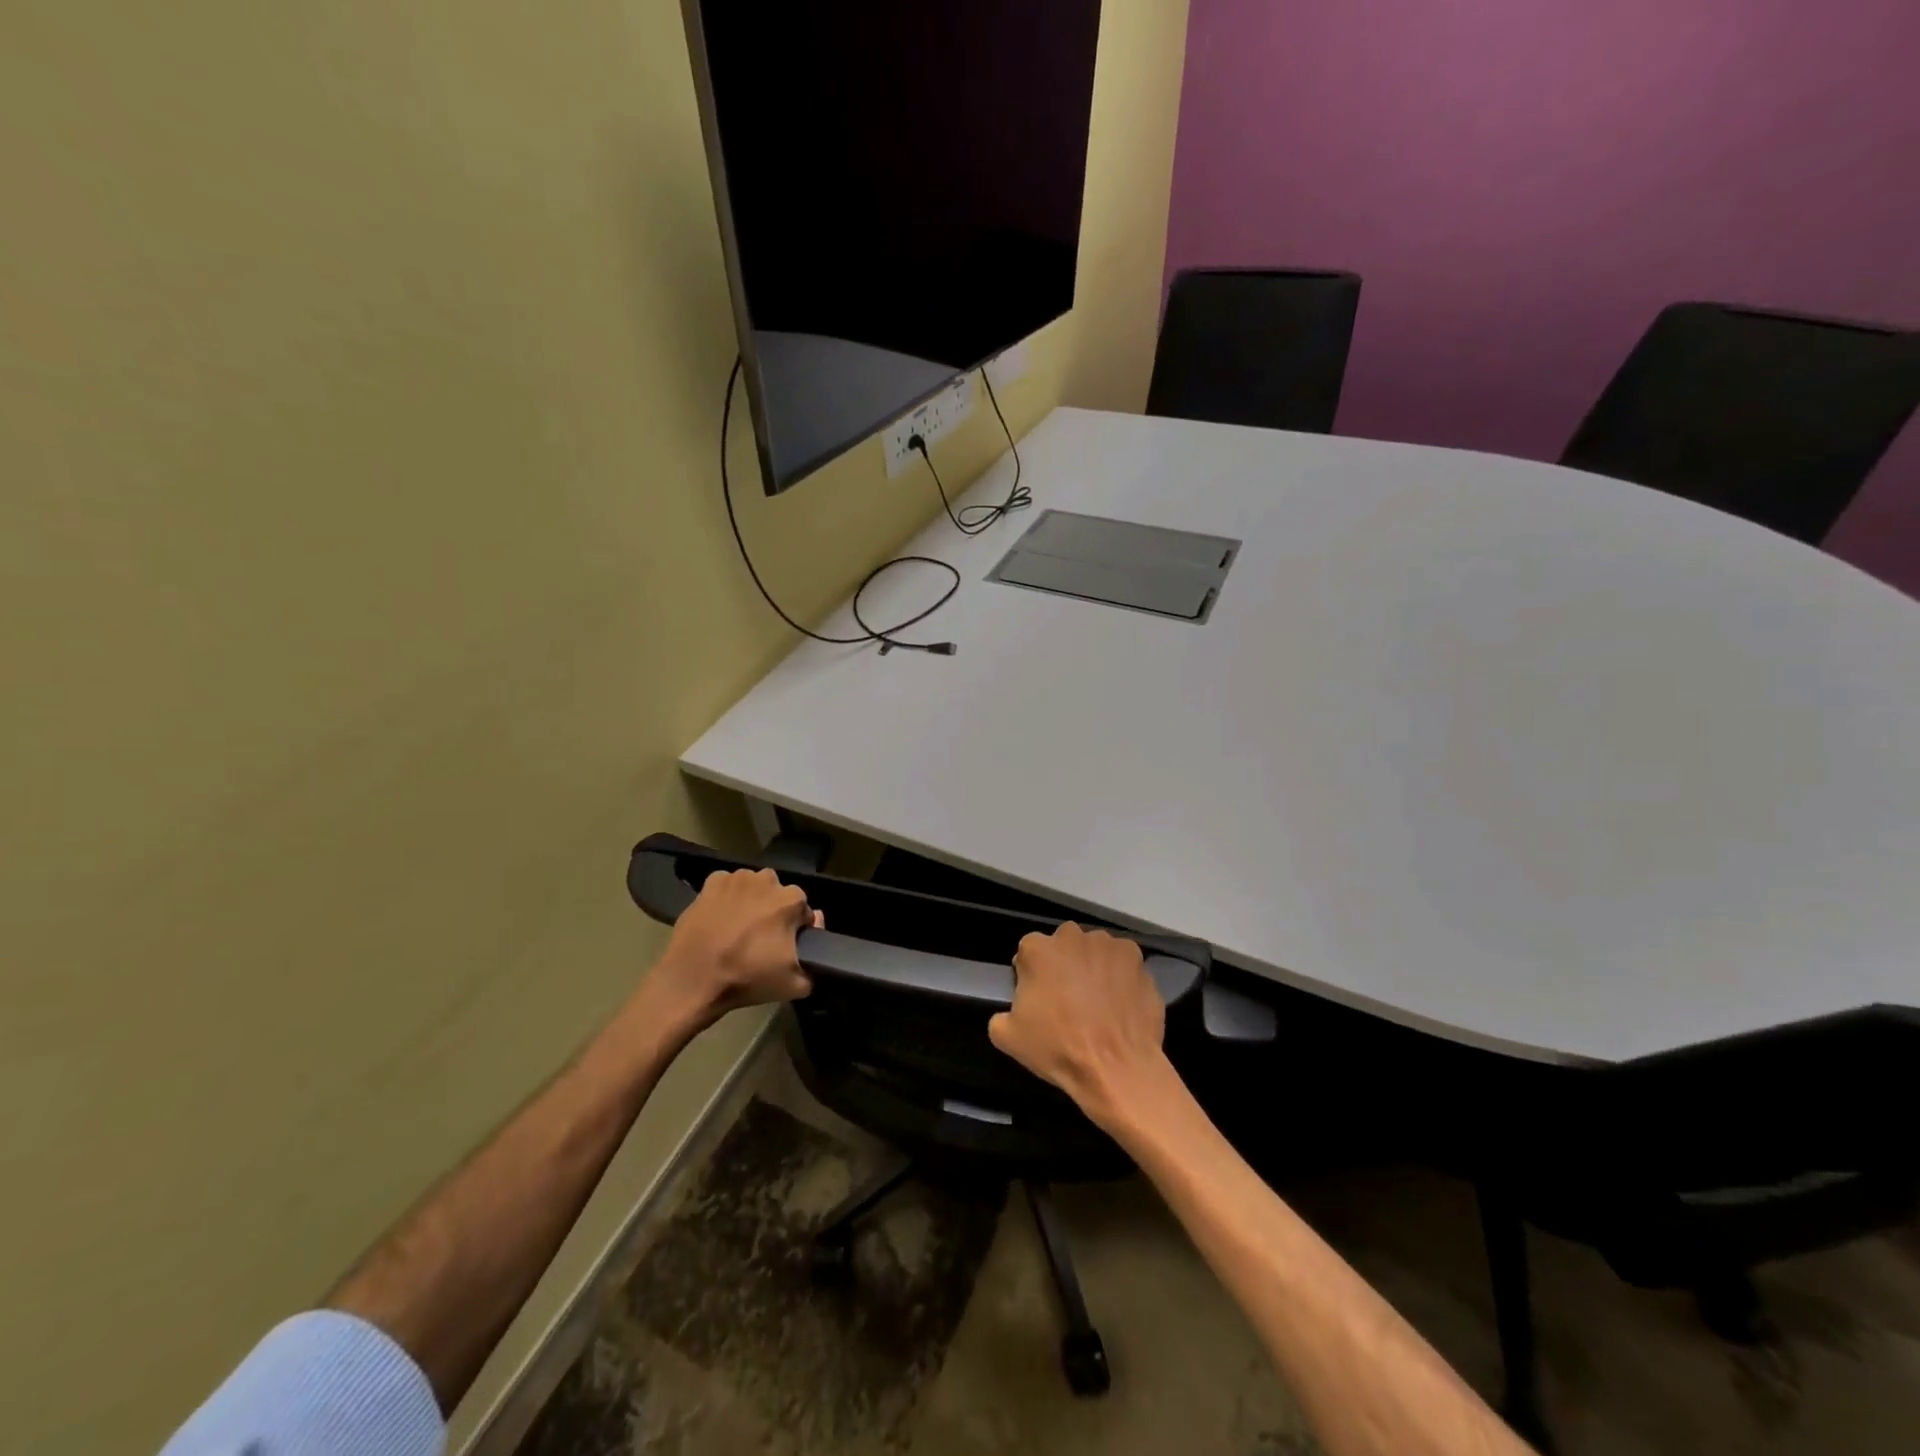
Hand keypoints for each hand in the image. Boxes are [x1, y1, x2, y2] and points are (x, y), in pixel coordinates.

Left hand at [645, 868, 819, 1030]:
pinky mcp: (710, 883)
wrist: (693, 979)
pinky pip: (727, 887)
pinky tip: (720, 920)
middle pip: (778, 896)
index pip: (804, 912)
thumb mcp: (795, 985)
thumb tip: (813, 945)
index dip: (797, 931)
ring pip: (753, 889)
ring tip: (738, 931)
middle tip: (761, 941)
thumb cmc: (748, 977)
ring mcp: (736, 878)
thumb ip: (815, 966)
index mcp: (791, 899)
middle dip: (774, 913)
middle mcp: (767, 880)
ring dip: (751, 903)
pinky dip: (726, 899)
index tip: (786, 949)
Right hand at [988, 923, 1168, 1124]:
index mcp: (1038, 949)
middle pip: (1063, 945)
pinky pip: (1124, 965)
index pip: (1028, 951)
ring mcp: (1110, 946)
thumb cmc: (1058, 1048)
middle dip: (1064, 964)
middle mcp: (1074, 937)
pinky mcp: (1139, 960)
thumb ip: (1001, 1014)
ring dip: (1094, 967)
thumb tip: (1010, 1013)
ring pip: (1096, 951)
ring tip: (1099, 1002)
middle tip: (1067, 998)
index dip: (1031, 973)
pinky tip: (1121, 1004)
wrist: (1116, 1067)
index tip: (1037, 996)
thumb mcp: (1008, 1037)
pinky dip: (1122, 978)